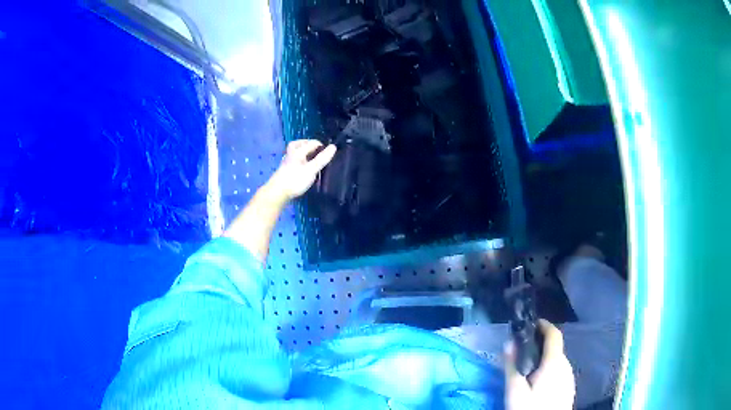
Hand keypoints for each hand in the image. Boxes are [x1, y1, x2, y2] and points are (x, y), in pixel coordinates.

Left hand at [267, 140, 336, 201]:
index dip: (322, 146)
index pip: (312, 143)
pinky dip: (301, 161)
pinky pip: (295, 161)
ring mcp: (287, 162)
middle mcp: (291, 154)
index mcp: (298, 151)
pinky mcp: (285, 170)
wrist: (277, 193)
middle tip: (318, 151)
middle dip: (309, 146)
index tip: (329, 154)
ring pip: (296, 153)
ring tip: (313, 159)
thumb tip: (333, 146)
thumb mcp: (311, 169)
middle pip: (299, 144)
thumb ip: (322, 158)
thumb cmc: (295, 180)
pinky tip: (305, 168)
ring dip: (305, 153)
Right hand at [505, 320, 574, 409]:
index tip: (531, 324)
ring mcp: (570, 377)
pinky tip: (538, 384)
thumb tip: (508, 343)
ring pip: (557, 361)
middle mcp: (566, 365)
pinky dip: (550, 369)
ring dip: (545, 358)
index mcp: (554, 363)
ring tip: (528, 370)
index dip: (544, 325)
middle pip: (555, 348)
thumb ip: (512, 366)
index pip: (554, 334)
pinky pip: (560, 371)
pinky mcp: (569, 387)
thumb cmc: (530, 408)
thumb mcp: (515, 390)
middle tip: (522, 352)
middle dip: (540, 345)